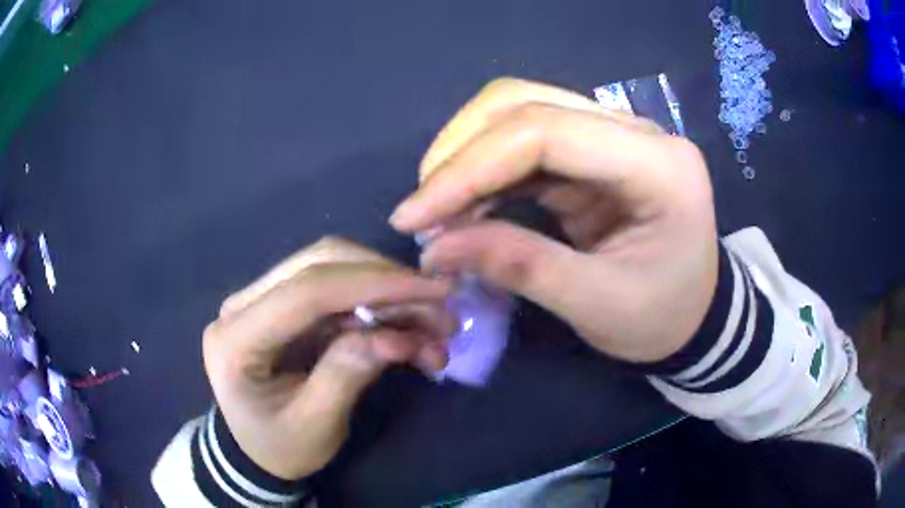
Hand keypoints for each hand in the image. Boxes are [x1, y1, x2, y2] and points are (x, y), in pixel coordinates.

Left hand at [203, 237, 453, 479]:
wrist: (253, 449)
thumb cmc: (276, 447)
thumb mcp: (313, 426)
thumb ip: (347, 376)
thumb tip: (398, 336)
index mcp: (236, 338)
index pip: (305, 291)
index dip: (373, 284)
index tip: (434, 291)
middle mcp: (244, 304)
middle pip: (321, 263)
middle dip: (387, 282)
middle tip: (442, 312)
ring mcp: (263, 299)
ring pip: (335, 269)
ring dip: (390, 294)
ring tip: (436, 331)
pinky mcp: (286, 305)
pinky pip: (338, 291)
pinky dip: (379, 308)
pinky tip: (410, 334)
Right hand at [390, 78, 717, 363]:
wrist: (696, 314)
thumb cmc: (664, 317)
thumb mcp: (600, 306)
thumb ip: (522, 268)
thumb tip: (434, 248)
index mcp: (657, 165)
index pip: (547, 133)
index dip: (469, 167)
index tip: (415, 216)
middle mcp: (635, 131)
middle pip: (525, 102)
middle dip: (459, 152)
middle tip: (421, 211)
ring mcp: (613, 134)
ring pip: (518, 112)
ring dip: (466, 157)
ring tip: (436, 212)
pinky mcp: (592, 151)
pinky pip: (525, 143)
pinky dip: (485, 171)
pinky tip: (464, 206)